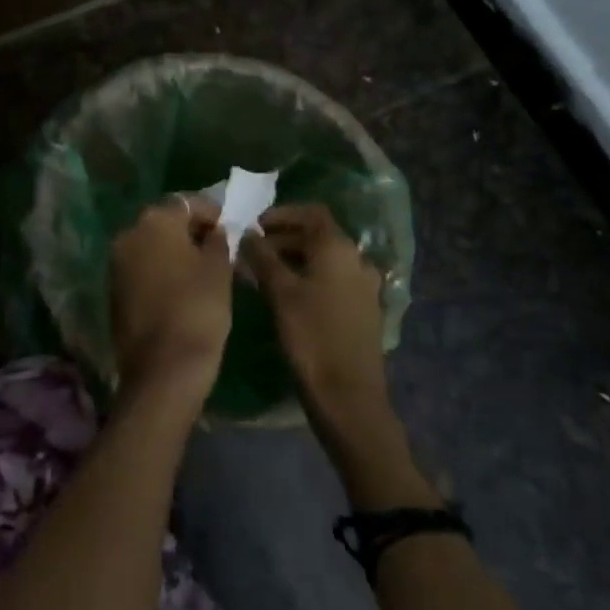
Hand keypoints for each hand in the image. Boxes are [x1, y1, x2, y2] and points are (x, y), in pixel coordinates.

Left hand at [109, 195, 232, 410]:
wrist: (162, 369)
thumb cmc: (198, 310)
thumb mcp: (219, 270)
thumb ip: (219, 241)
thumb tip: (215, 231)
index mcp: (154, 221)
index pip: (188, 203)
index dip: (213, 214)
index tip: (233, 230)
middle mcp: (128, 234)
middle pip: (166, 223)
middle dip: (192, 233)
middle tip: (221, 251)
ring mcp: (116, 263)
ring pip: (153, 247)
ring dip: (176, 252)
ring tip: (206, 272)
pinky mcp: (114, 290)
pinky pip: (143, 269)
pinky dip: (162, 272)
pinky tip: (183, 290)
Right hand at [241, 204, 388, 430]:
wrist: (347, 396)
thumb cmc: (311, 336)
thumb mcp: (279, 293)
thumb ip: (262, 257)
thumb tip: (246, 234)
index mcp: (339, 249)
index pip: (312, 213)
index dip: (282, 214)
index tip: (254, 225)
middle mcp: (357, 261)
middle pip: (318, 236)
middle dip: (282, 239)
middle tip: (251, 253)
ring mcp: (363, 287)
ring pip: (323, 260)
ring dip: (293, 260)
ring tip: (261, 275)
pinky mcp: (362, 311)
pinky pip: (331, 281)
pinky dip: (307, 278)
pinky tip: (284, 297)